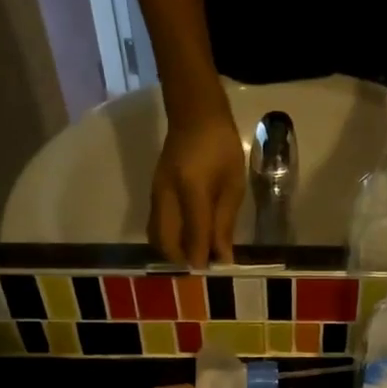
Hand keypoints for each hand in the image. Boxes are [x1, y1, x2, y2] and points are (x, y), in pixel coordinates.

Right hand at [151, 85, 243, 265]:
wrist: (195, 115)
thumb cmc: (222, 147)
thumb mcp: (233, 185)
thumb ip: (225, 222)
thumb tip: (222, 256)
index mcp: (191, 188)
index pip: (194, 233)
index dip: (202, 257)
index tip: (214, 272)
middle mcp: (166, 194)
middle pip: (165, 241)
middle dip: (183, 259)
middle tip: (204, 265)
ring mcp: (155, 193)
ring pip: (155, 236)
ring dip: (173, 251)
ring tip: (196, 255)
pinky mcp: (153, 192)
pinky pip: (156, 225)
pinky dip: (168, 239)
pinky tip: (186, 241)